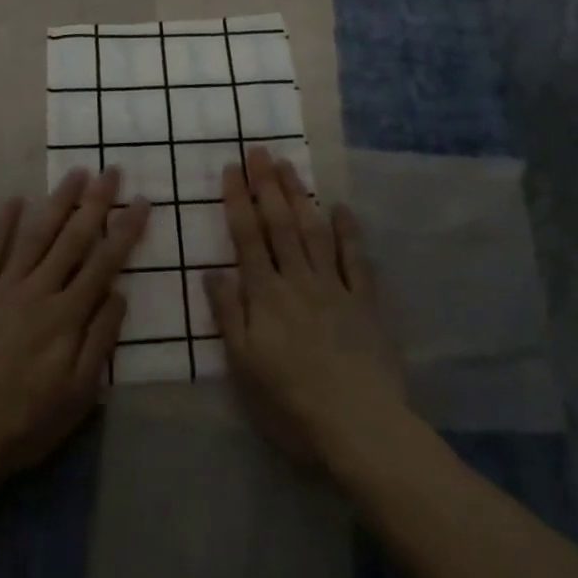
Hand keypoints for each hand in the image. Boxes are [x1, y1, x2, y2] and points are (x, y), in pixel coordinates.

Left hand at [0, 168, 149, 483]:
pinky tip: (14, 200)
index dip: (125, 231)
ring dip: (58, 203)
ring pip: (35, 236)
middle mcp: (37, 291)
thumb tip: (120, 293)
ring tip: (75, 174)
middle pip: (73, 239)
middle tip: (111, 171)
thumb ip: (100, 340)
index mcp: (66, 316)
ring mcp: (2, 289)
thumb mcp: (77, 395)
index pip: (104, 263)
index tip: (141, 201)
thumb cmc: (24, 423)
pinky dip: (1, 225)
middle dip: (96, 203)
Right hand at [206, 148, 408, 470]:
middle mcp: (298, 280)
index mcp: (266, 295)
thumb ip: (229, 316)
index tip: (232, 167)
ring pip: (313, 231)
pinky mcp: (365, 302)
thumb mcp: (245, 368)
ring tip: (289, 165)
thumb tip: (212, 271)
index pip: (247, 237)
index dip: (238, 200)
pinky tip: (341, 208)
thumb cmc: (293, 404)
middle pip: (279, 224)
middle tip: (259, 150)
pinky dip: (349, 231)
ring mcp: (334, 287)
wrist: (361, 427)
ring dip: (300, 196)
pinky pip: (356, 259)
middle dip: (268, 184)